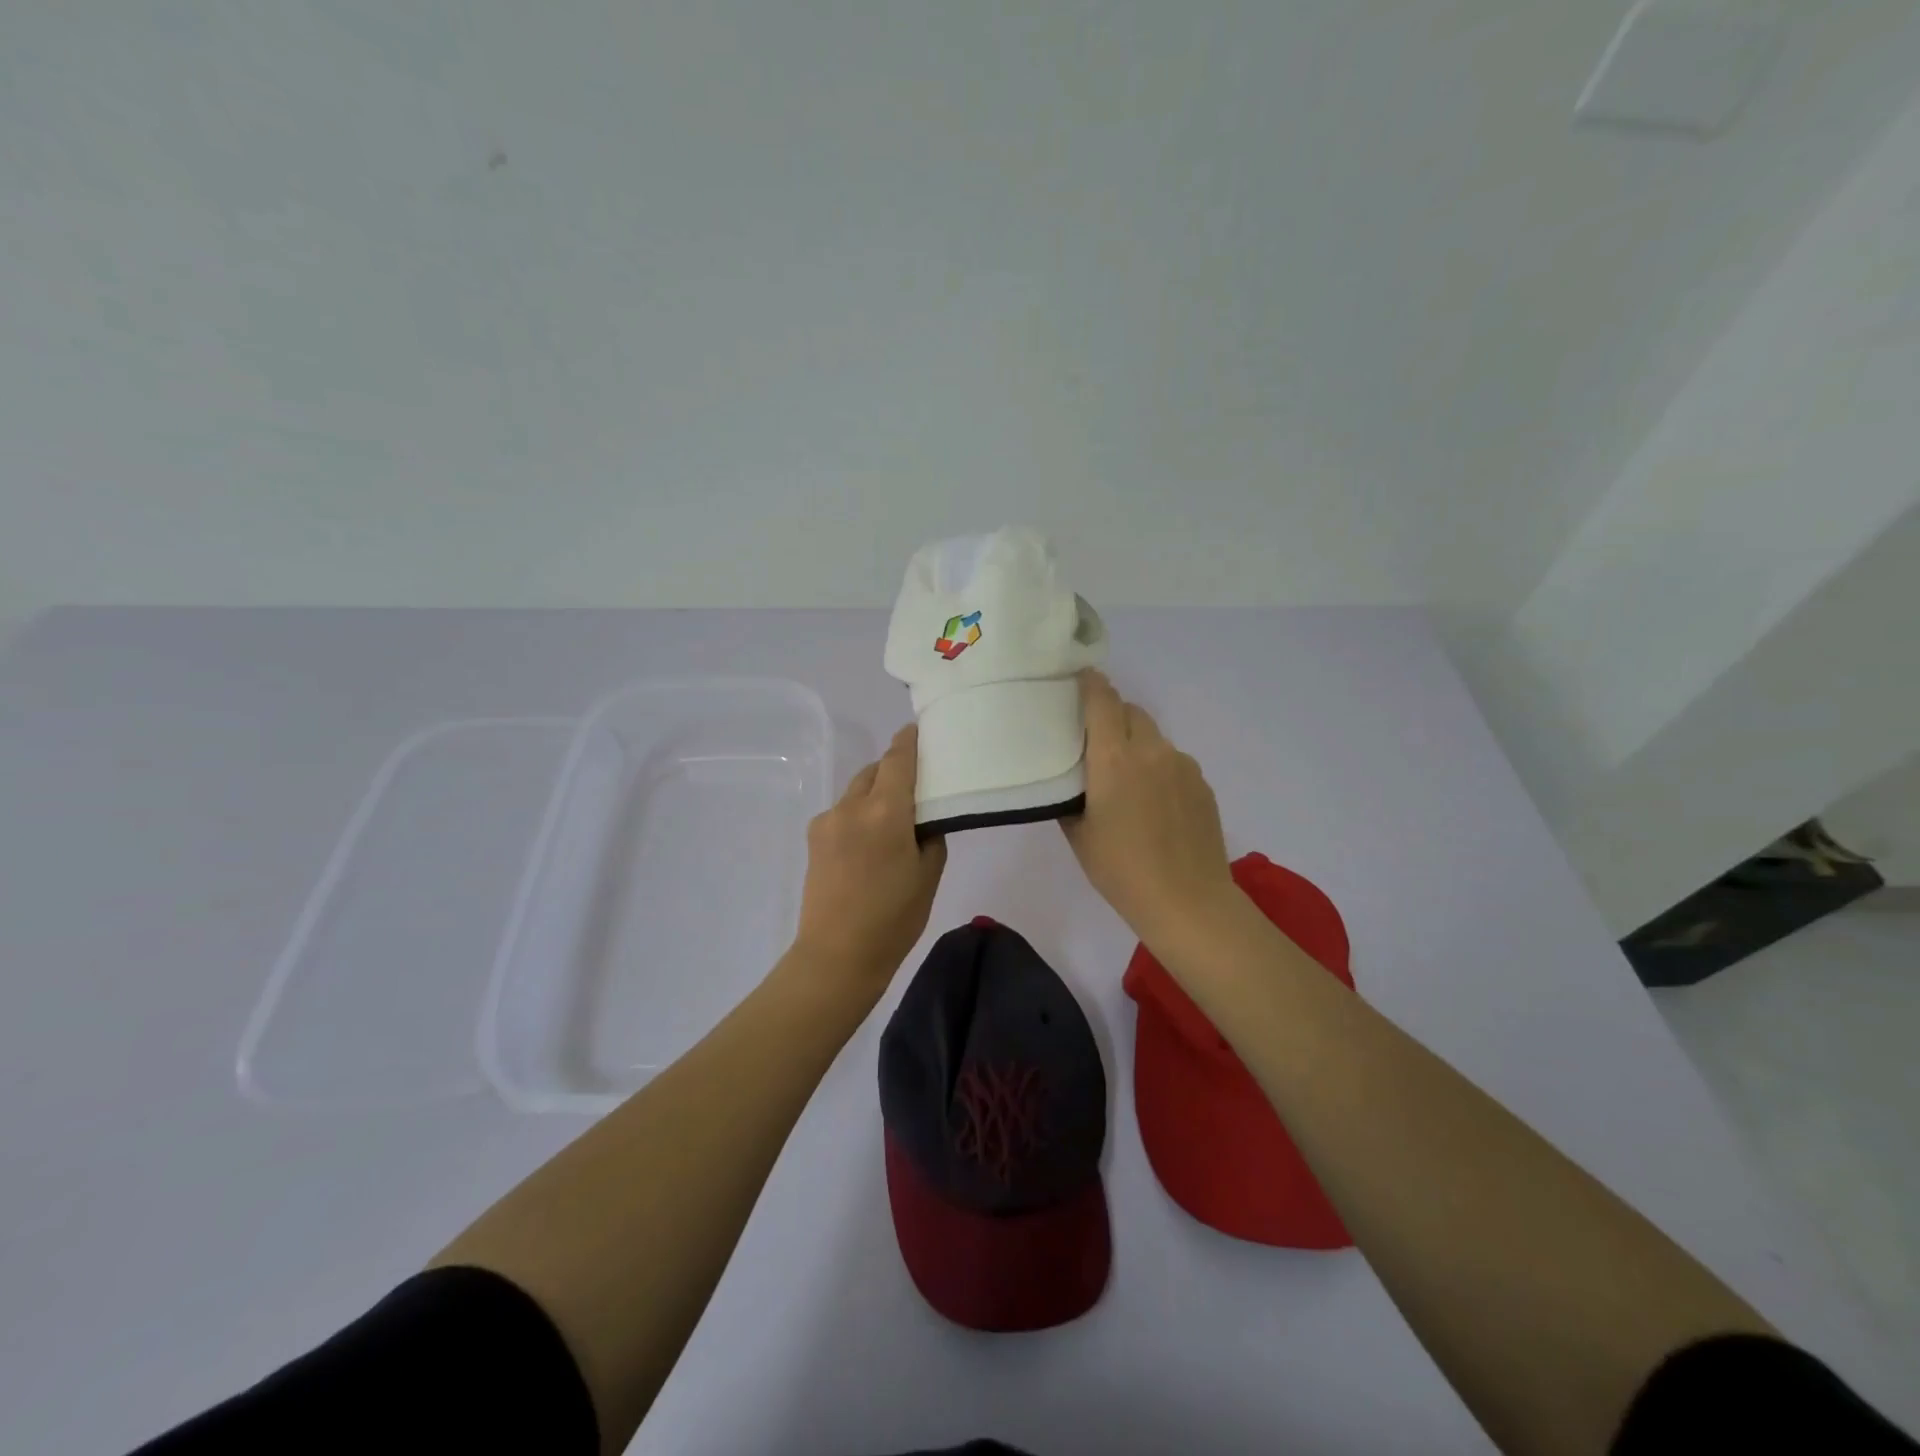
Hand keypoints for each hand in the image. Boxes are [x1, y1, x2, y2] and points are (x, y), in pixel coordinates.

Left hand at [790, 724, 946, 997]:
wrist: (836, 956)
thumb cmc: (894, 918)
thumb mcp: (929, 874)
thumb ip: (930, 833)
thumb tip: (924, 817)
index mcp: (885, 811)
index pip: (898, 758)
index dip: (910, 740)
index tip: (919, 730)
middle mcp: (851, 805)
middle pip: (875, 770)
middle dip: (894, 770)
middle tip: (916, 786)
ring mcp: (827, 820)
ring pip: (856, 790)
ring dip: (875, 793)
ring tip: (892, 820)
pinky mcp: (814, 837)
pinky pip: (842, 811)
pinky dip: (859, 813)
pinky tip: (868, 843)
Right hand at [1061, 671, 1234, 944]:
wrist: (1188, 901)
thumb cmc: (1121, 870)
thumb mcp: (1078, 834)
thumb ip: (1070, 795)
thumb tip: (1072, 777)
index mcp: (1114, 758)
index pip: (1102, 700)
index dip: (1090, 683)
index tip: (1079, 679)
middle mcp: (1150, 750)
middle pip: (1130, 711)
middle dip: (1111, 715)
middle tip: (1095, 741)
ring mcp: (1182, 765)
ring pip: (1153, 736)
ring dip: (1135, 742)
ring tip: (1126, 779)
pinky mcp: (1202, 782)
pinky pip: (1173, 759)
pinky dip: (1158, 766)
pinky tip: (1154, 803)